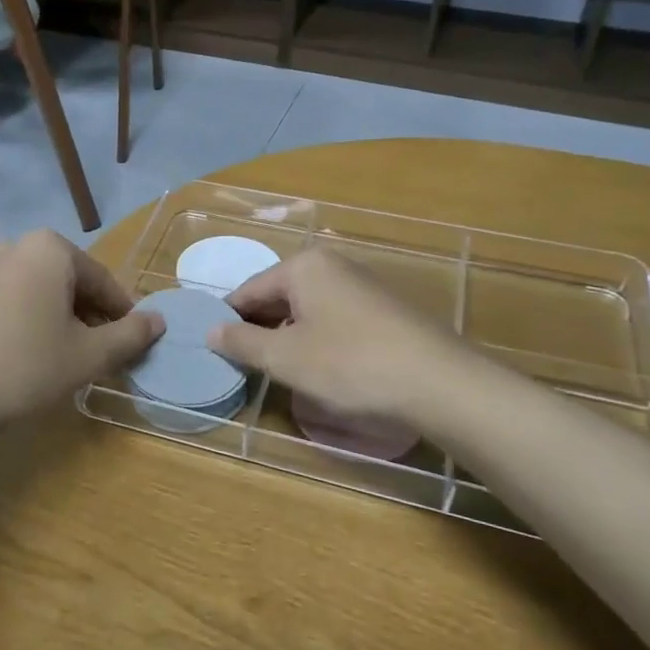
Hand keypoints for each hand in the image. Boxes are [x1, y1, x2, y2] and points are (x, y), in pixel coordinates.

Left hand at [0, 230, 163, 444]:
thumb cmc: (25, 367)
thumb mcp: (88, 355)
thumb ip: (130, 334)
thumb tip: (159, 321)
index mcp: (50, 249)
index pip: (103, 281)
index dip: (123, 315)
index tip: (132, 344)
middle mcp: (15, 246)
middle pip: (70, 283)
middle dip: (90, 316)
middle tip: (100, 355)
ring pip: (39, 292)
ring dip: (60, 320)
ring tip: (66, 359)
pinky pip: (11, 301)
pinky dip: (29, 321)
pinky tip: (28, 356)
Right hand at [209, 249, 464, 428]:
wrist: (439, 383)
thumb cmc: (350, 364)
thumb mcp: (285, 358)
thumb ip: (242, 342)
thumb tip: (210, 330)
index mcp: (304, 266)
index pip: (248, 290)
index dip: (228, 321)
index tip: (215, 350)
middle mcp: (333, 265)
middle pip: (279, 296)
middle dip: (259, 328)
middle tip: (244, 365)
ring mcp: (363, 286)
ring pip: (308, 309)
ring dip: (289, 336)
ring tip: (279, 371)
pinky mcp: (385, 310)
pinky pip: (335, 320)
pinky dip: (319, 339)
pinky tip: (321, 369)